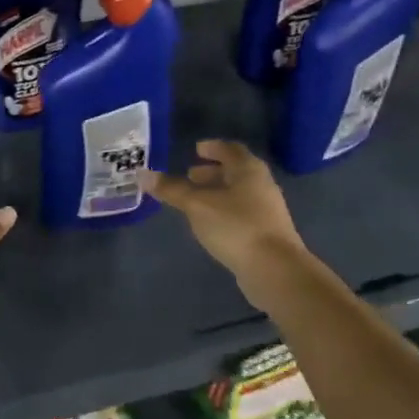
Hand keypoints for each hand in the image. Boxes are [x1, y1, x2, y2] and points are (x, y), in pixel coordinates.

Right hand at [139, 140, 305, 283]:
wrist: (275, 270)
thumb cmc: (236, 227)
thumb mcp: (197, 205)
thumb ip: (172, 189)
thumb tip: (143, 174)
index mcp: (248, 170)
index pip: (230, 149)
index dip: (213, 148)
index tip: (196, 149)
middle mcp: (261, 185)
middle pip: (236, 171)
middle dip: (212, 172)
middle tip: (190, 174)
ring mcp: (267, 210)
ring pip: (239, 193)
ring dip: (217, 193)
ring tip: (195, 200)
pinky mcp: (266, 233)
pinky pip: (242, 213)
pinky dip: (224, 211)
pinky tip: (210, 223)